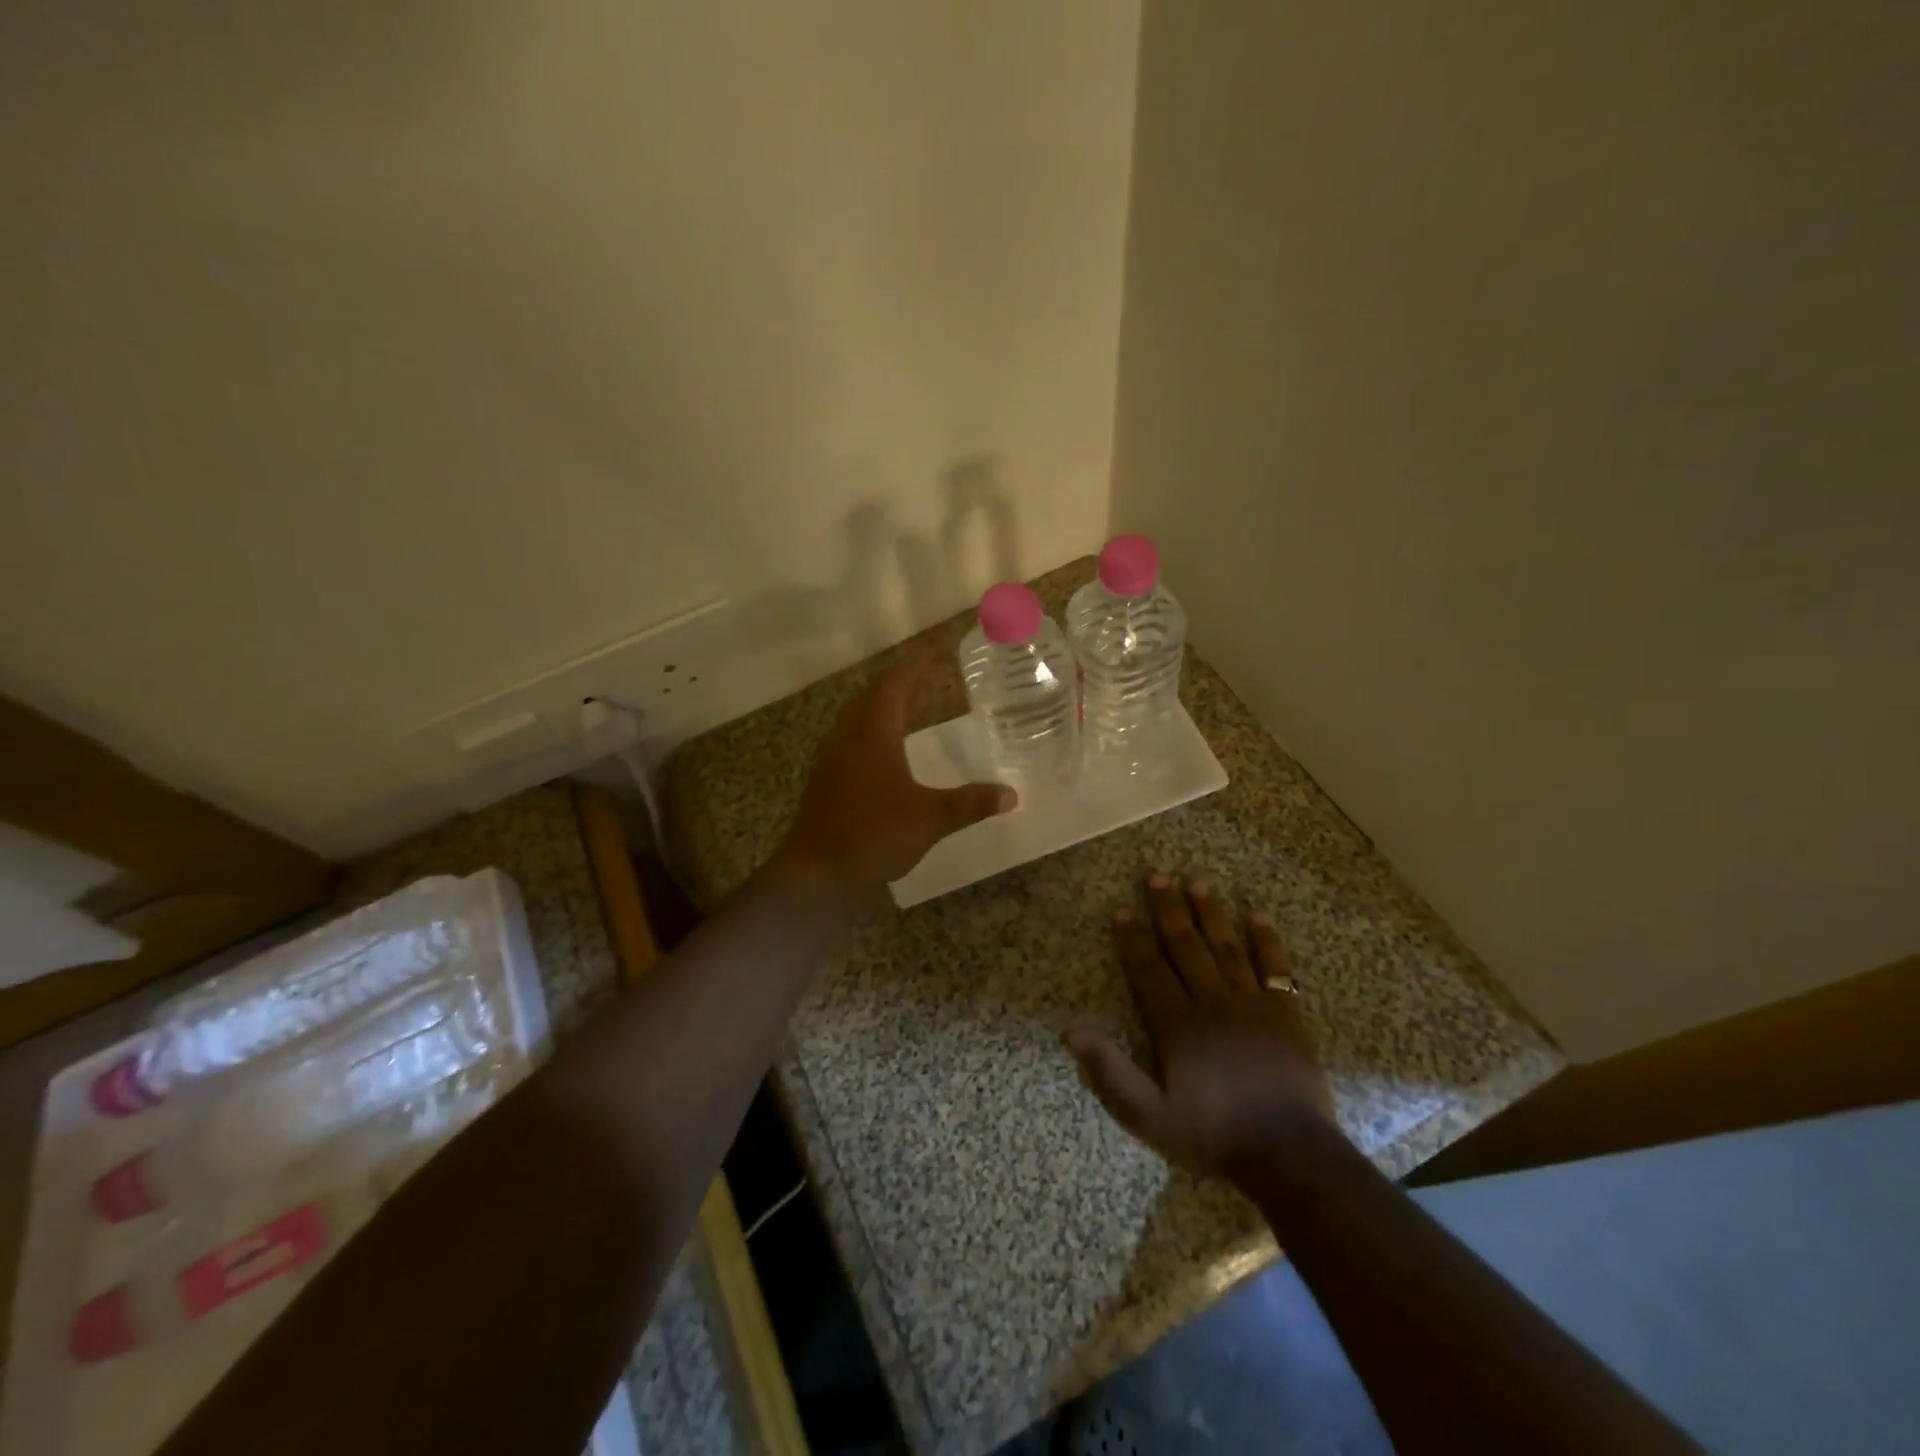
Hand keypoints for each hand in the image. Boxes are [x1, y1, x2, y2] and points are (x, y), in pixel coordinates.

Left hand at [778, 646, 1014, 904]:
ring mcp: (832, 759)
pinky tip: (883, 752)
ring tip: (905, 706)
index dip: (915, 667)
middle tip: (924, 676)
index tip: (935, 653)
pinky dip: (870, 732)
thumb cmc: (874, 835)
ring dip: (880, 706)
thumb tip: (1011, 794)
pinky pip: (850, 740)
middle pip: (871, 696)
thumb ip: (970, 804)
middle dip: (897, 682)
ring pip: (856, 718)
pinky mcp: (825, 781)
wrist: (816, 873)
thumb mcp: (930, 818)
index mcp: (873, 734)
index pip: (894, 686)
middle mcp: (848, 737)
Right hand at [1068, 871, 1338, 1181]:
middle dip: (1169, 909)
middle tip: (1158, 874)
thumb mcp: (1150, 1116)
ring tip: (1199, 880)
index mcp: (1178, 1024)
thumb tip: (1071, 1031)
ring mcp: (1253, 1004)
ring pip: (1226, 947)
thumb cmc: (1215, 1135)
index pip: (1149, 969)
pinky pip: (1275, 968)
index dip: (1133, 938)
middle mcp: (1212, 1002)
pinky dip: (1267, 941)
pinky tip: (1257, 916)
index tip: (1122, 909)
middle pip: (1186, 947)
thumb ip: (1111, 1073)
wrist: (1291, 1156)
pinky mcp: (1286, 1014)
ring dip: (1211, 912)